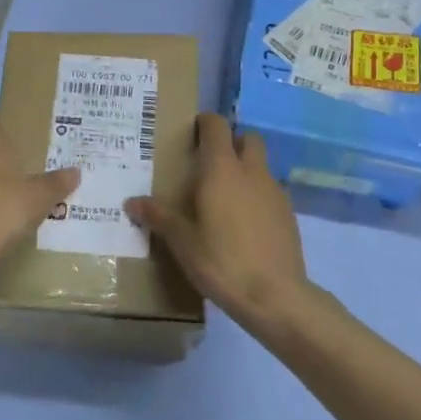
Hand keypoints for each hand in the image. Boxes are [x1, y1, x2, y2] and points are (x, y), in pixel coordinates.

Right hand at [126, 114, 308, 329]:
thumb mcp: (182, 242)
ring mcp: (275, 192)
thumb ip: (159, 217)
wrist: (275, 296)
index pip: (217, 126)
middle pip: (248, 138)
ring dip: (245, 169)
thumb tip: (131, 202)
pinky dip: (257, 195)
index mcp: (222, 170)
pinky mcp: (289, 214)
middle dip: (231, 141)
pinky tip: (244, 223)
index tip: (192, 132)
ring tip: (224, 197)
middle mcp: (252, 172)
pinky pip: (270, 191)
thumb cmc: (222, 261)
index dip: (205, 123)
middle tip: (210, 163)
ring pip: (261, 165)